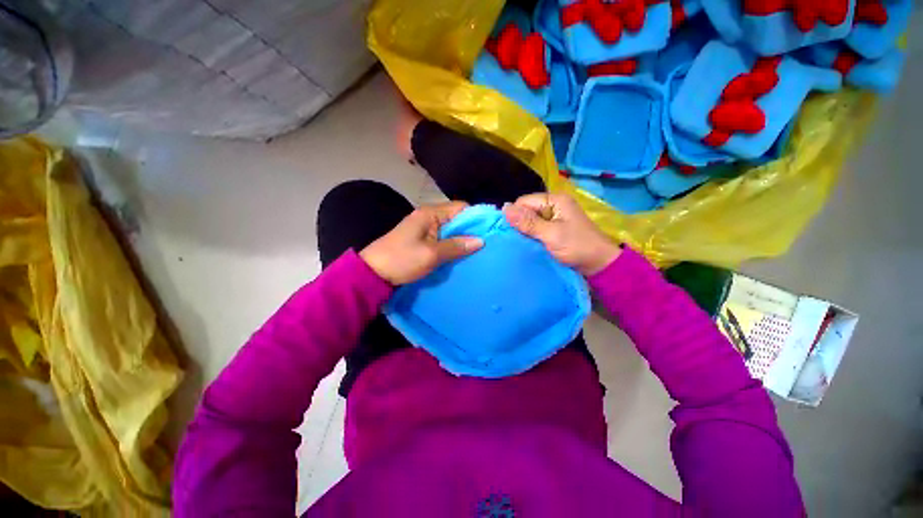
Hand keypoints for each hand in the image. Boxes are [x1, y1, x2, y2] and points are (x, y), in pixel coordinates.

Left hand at [360, 202, 482, 284]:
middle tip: (487, 244)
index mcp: (430, 213)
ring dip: (462, 238)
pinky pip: (443, 238)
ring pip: (451, 229)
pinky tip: (462, 254)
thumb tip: (480, 241)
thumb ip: (456, 246)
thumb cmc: (402, 260)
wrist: (373, 273)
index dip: (476, 217)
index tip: (490, 231)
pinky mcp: (422, 239)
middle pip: (457, 218)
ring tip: (479, 250)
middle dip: (471, 230)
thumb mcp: (431, 254)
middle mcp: (429, 216)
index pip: (461, 207)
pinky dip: (453, 244)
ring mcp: (425, 228)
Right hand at [503, 193, 620, 275]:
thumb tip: (504, 208)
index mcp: (554, 200)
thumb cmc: (577, 247)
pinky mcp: (553, 228)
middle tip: (515, 240)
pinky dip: (531, 236)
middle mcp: (553, 205)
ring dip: (524, 231)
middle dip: (519, 224)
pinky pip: (536, 228)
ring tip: (519, 243)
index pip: (524, 202)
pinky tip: (527, 244)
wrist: (599, 264)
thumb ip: (528, 222)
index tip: (511, 232)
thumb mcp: (550, 234)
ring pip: (529, 221)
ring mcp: (554, 217)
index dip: (515, 215)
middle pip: (526, 210)